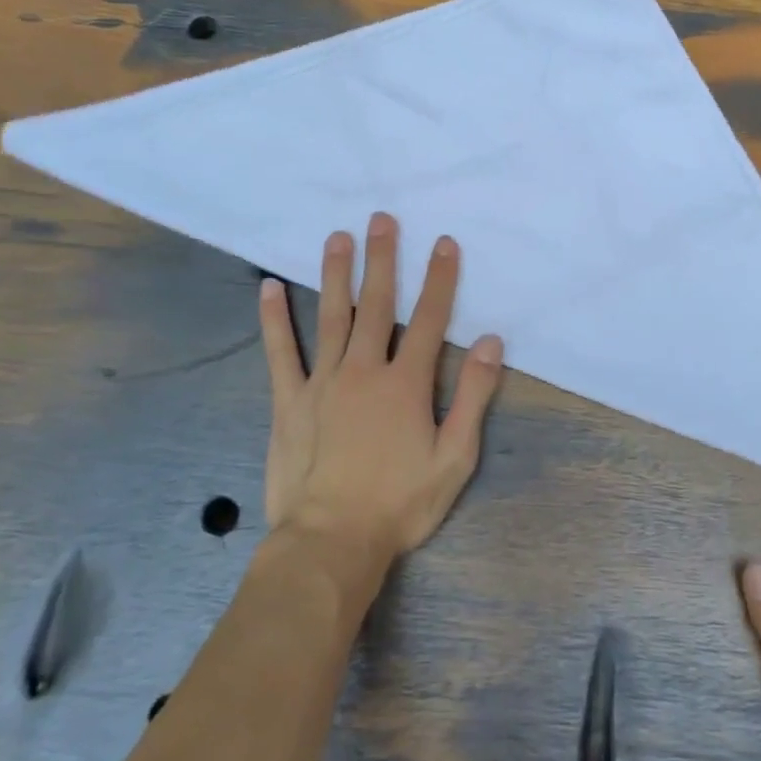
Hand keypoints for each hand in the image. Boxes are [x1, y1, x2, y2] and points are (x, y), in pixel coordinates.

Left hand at [259, 212, 503, 564]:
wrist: (331, 542)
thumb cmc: (400, 503)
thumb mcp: (454, 458)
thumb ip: (474, 397)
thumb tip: (490, 343)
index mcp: (406, 384)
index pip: (429, 319)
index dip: (439, 279)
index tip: (444, 243)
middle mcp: (364, 371)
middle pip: (376, 305)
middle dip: (383, 260)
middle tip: (381, 219)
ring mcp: (322, 383)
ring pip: (331, 318)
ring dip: (336, 274)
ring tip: (337, 237)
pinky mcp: (289, 402)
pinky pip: (281, 353)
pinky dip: (275, 320)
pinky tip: (270, 288)